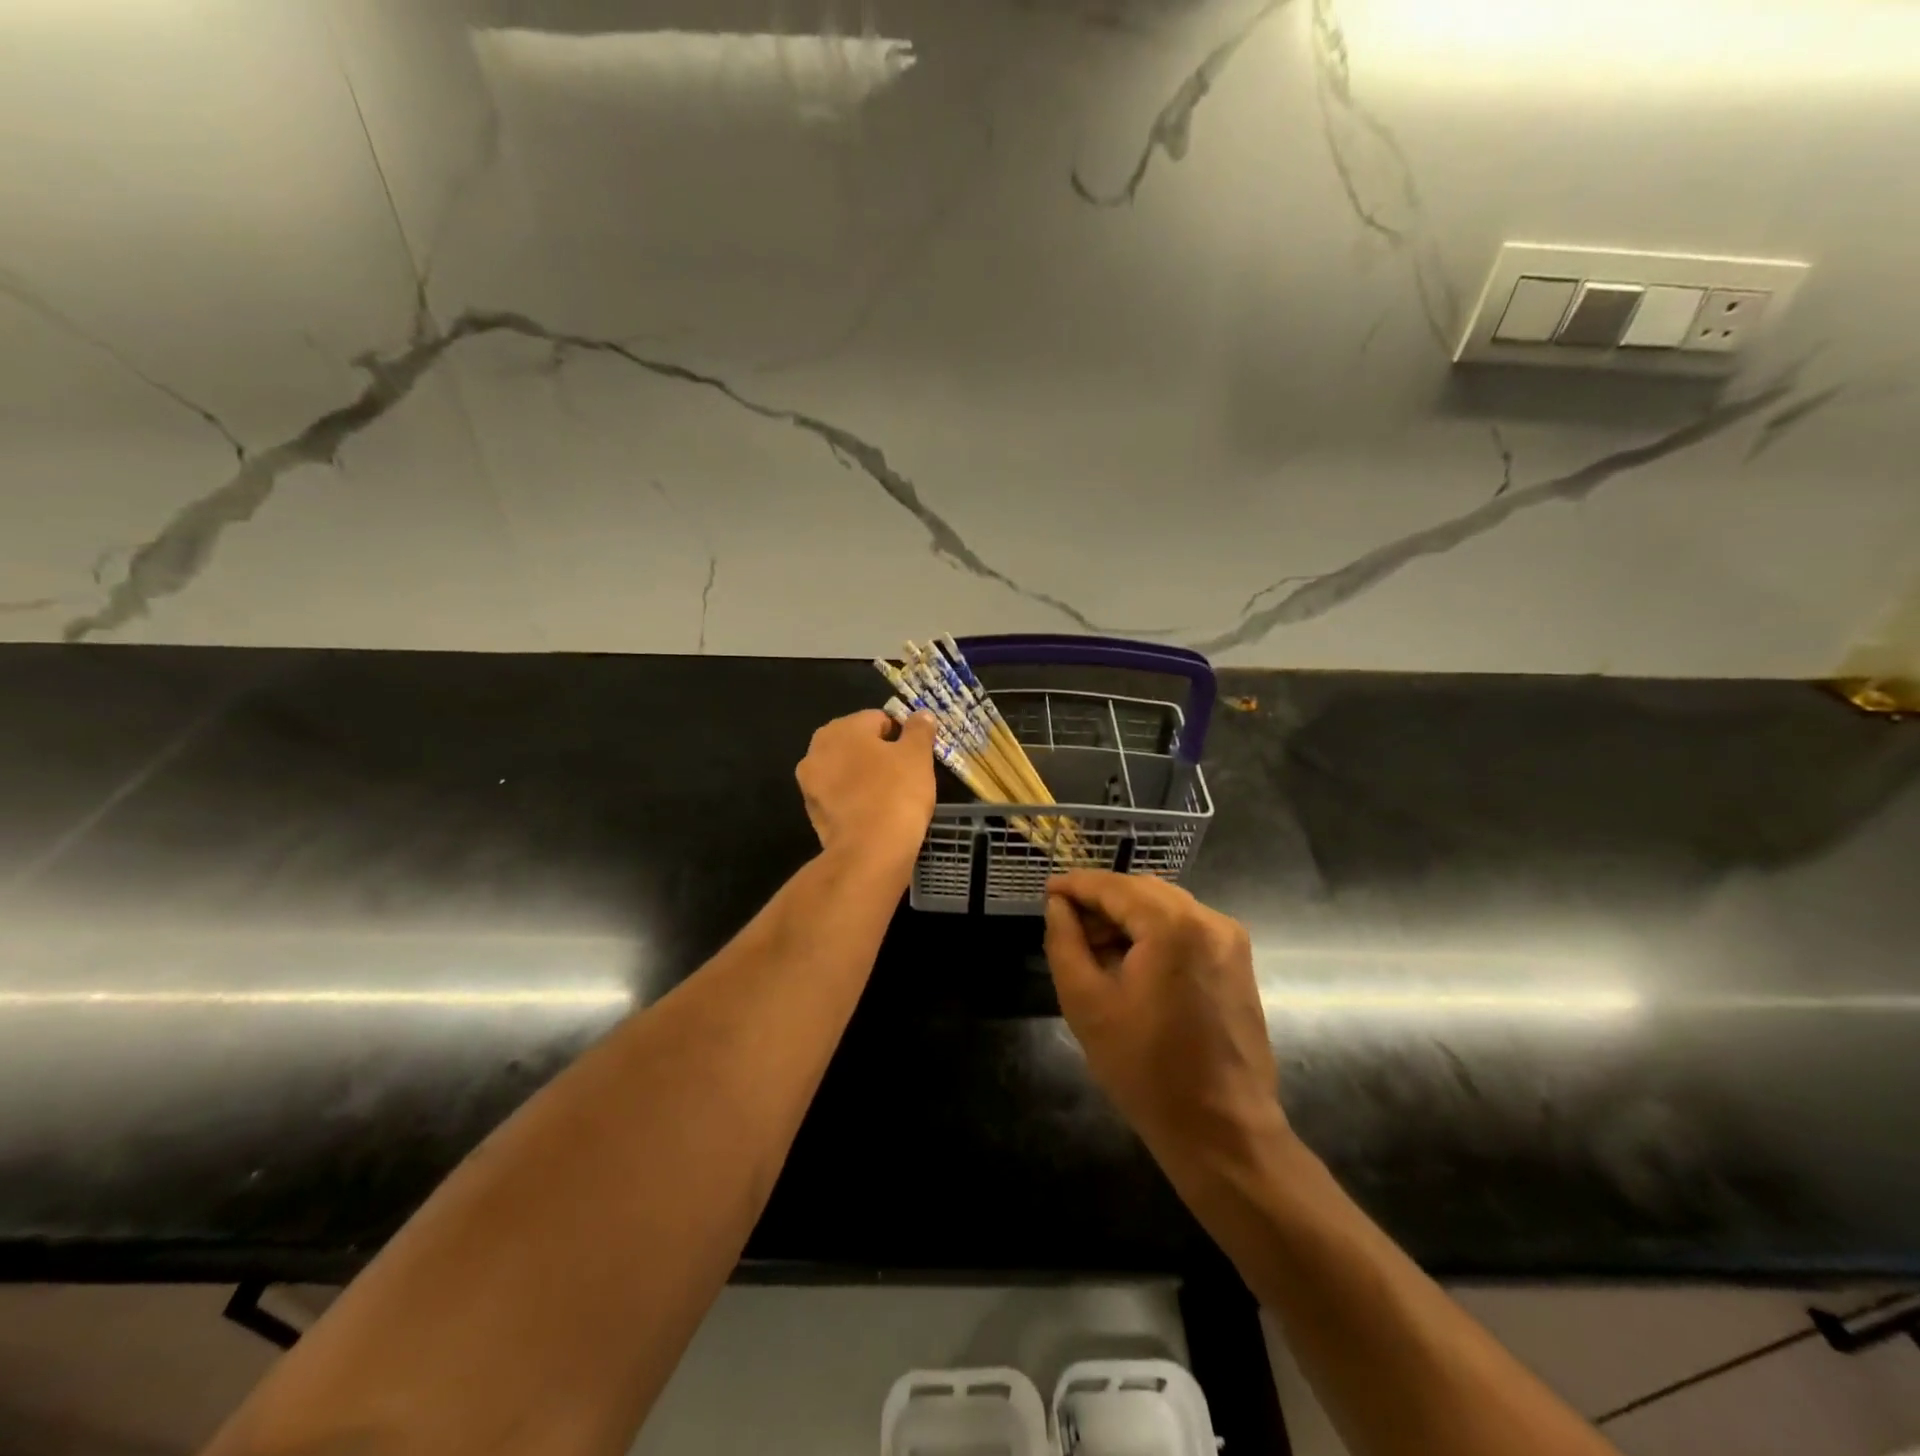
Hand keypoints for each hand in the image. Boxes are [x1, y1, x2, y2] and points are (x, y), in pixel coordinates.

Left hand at [795, 709, 936, 862]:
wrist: (870, 852)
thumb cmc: (896, 793)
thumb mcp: (917, 756)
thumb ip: (919, 730)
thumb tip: (921, 714)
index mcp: (840, 729)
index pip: (878, 719)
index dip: (901, 734)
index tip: (916, 755)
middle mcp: (816, 750)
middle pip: (857, 745)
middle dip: (879, 755)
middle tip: (906, 775)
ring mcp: (810, 784)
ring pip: (846, 772)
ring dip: (865, 777)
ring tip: (892, 796)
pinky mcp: (813, 814)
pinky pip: (840, 797)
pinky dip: (856, 800)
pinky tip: (875, 814)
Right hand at [1044, 872, 1285, 1178]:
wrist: (1222, 1130)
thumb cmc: (1146, 1070)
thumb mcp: (1086, 1004)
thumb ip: (1065, 942)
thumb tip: (1058, 905)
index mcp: (1174, 926)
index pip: (1115, 887)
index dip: (1076, 885)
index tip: (1047, 890)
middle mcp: (1209, 920)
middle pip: (1143, 891)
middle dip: (1102, 901)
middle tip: (1065, 923)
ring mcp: (1230, 940)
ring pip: (1165, 907)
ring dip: (1127, 917)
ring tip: (1092, 947)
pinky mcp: (1237, 962)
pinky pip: (1186, 928)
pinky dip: (1153, 933)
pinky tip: (1129, 962)